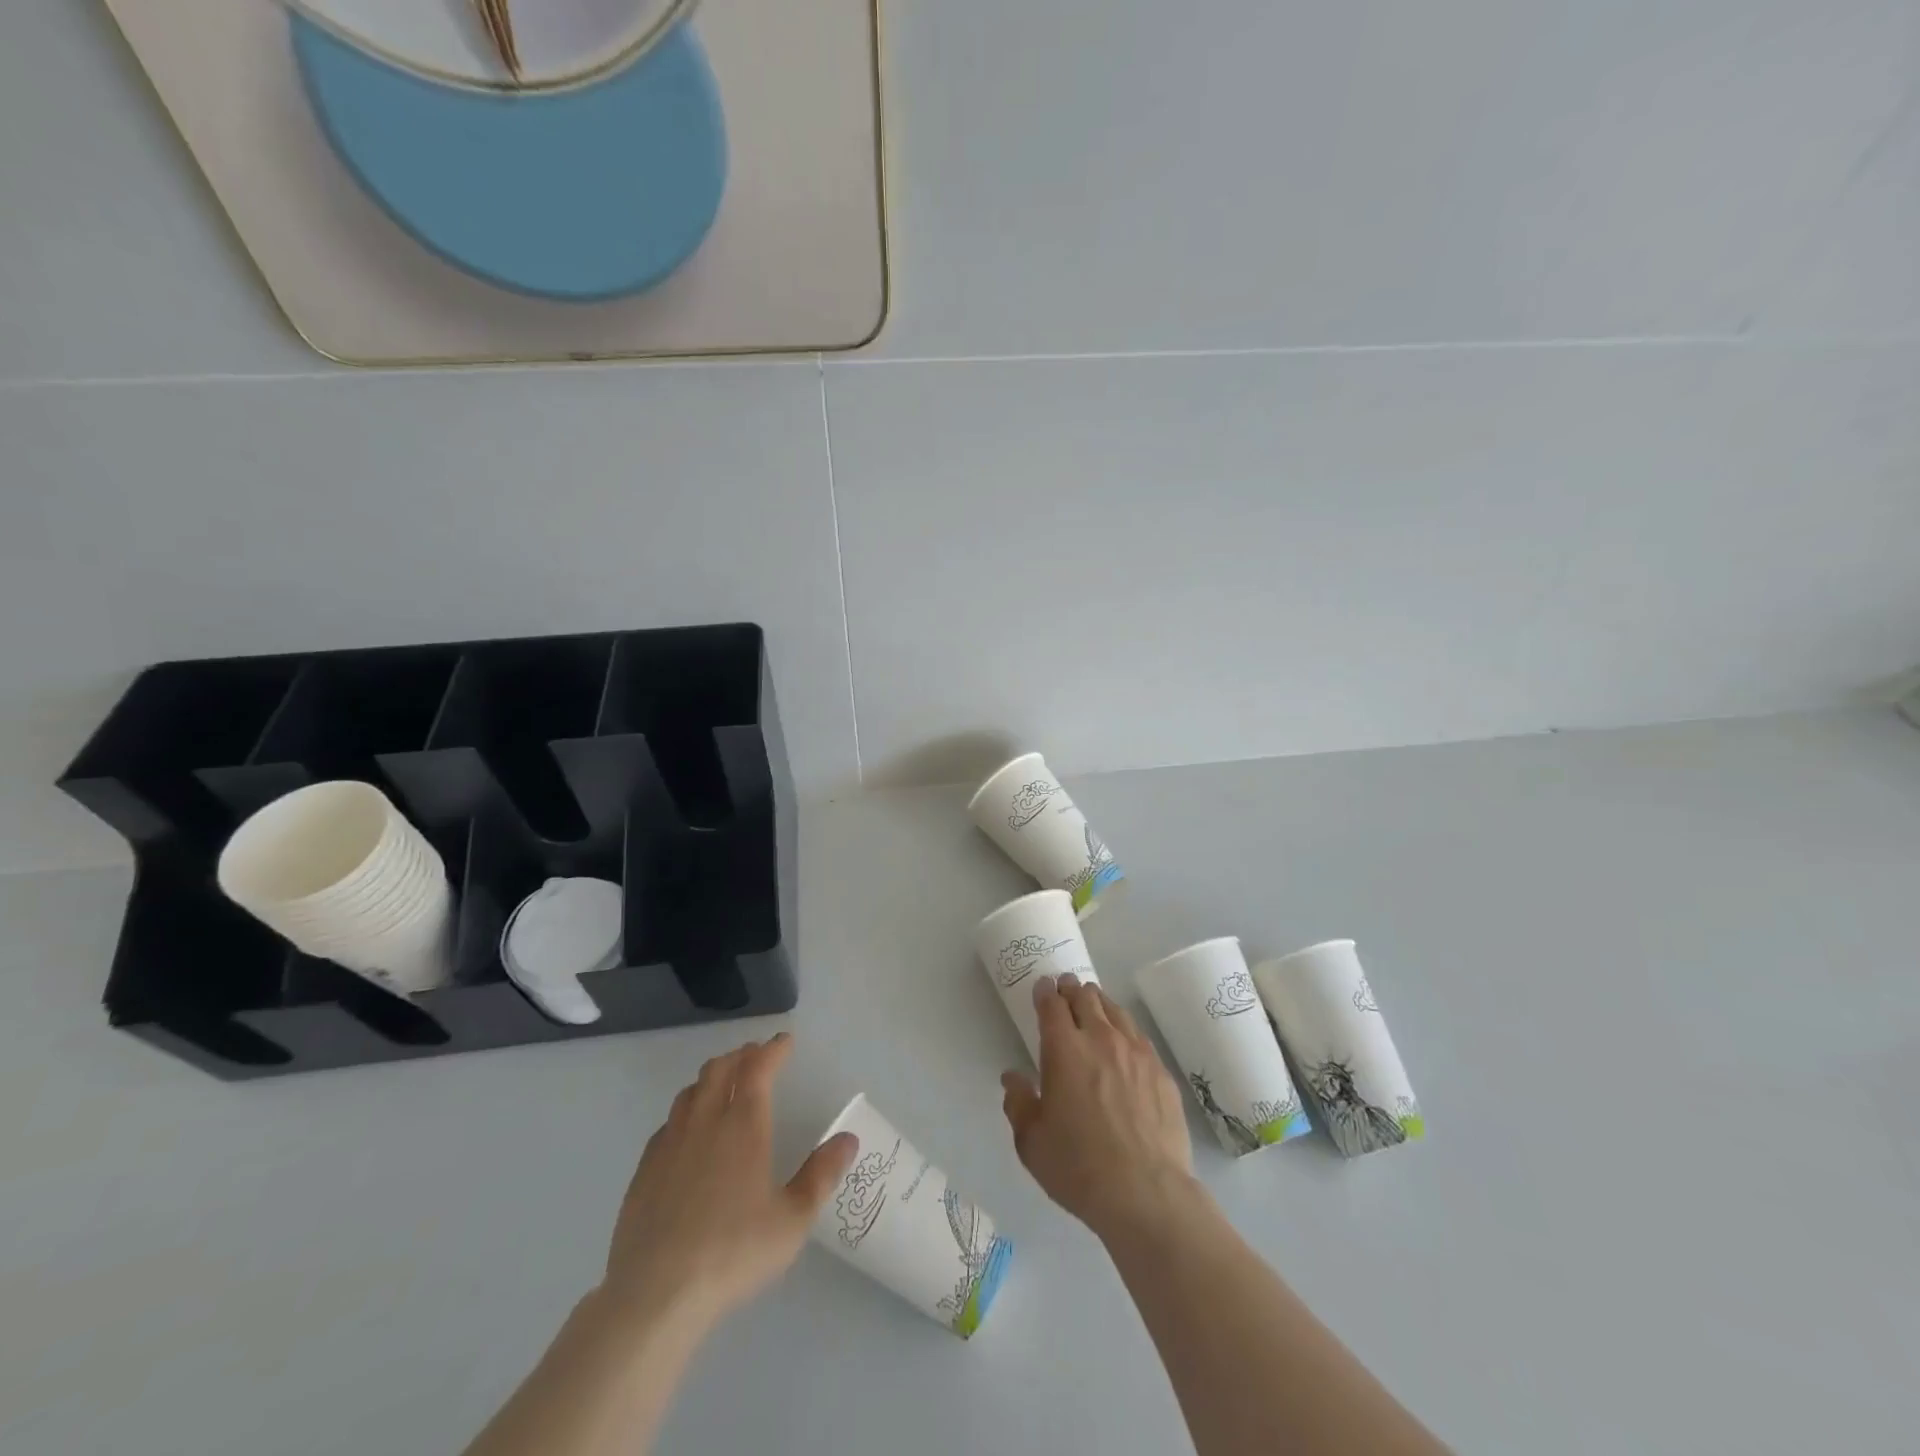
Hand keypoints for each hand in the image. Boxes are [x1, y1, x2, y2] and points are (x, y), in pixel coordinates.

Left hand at [600, 1033, 856, 1332]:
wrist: (655, 1294)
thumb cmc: (733, 1252)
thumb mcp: (792, 1219)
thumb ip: (822, 1175)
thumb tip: (848, 1139)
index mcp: (743, 1125)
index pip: (759, 1068)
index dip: (773, 1050)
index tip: (785, 1041)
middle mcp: (705, 1122)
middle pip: (720, 1069)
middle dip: (741, 1055)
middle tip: (756, 1056)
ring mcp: (669, 1143)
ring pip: (690, 1091)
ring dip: (711, 1077)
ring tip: (724, 1083)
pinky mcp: (644, 1169)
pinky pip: (668, 1122)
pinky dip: (686, 1110)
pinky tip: (689, 1131)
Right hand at [1001, 974, 1195, 1242]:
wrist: (1145, 1192)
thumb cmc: (1078, 1167)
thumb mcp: (1031, 1141)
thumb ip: (1019, 1103)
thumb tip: (1013, 1078)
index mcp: (1064, 1050)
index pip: (1052, 1005)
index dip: (1045, 992)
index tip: (1043, 987)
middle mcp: (1100, 1039)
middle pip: (1086, 998)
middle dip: (1072, 990)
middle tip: (1066, 988)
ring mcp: (1136, 1052)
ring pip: (1116, 1011)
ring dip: (1100, 1003)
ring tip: (1094, 1004)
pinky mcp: (1161, 1071)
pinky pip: (1139, 1036)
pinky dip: (1125, 1029)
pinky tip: (1125, 1041)